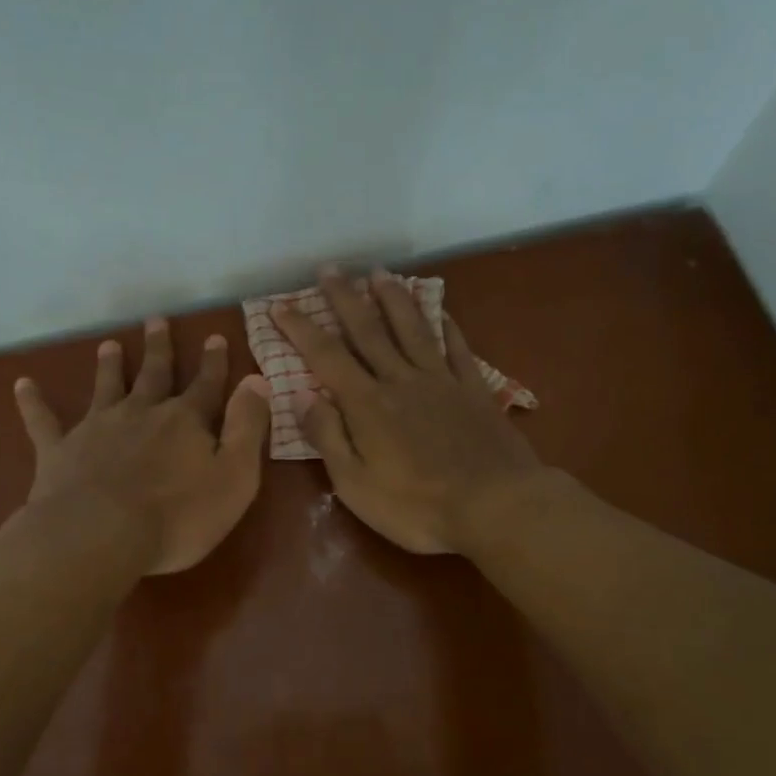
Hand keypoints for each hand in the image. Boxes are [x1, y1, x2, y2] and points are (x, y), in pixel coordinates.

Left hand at [13, 317, 271, 574]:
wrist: (100, 535)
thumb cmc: (178, 516)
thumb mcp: (235, 476)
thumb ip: (247, 427)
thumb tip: (257, 380)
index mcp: (185, 421)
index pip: (206, 385)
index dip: (214, 363)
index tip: (215, 336)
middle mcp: (141, 413)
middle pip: (154, 375)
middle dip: (159, 348)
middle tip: (157, 320)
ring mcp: (97, 428)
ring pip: (106, 387)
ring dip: (109, 365)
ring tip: (109, 344)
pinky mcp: (60, 451)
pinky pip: (43, 421)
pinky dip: (33, 402)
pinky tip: (21, 384)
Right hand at [274, 268, 546, 555]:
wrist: (496, 506)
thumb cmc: (417, 506)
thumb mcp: (355, 485)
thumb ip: (328, 437)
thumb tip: (303, 396)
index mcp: (367, 404)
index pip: (326, 357)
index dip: (301, 329)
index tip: (280, 305)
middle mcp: (401, 380)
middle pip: (368, 330)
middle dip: (345, 298)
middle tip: (330, 269)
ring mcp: (441, 381)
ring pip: (412, 329)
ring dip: (393, 298)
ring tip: (379, 272)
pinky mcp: (474, 390)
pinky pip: (457, 348)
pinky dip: (446, 325)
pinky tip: (440, 309)